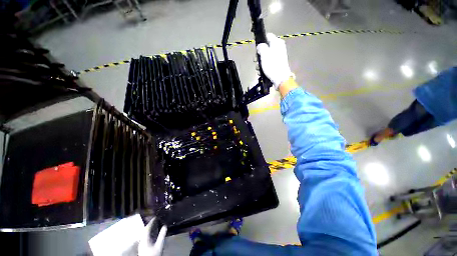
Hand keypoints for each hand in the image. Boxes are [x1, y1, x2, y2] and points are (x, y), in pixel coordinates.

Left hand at [138, 217, 166, 255]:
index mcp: (145, 238)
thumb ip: (162, 235)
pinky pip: (145, 236)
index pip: (147, 227)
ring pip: (145, 233)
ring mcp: (141, 243)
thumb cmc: (154, 254)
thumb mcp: (159, 245)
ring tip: (155, 225)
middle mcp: (142, 240)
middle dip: (150, 224)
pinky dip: (149, 232)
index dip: (151, 221)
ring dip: (150, 228)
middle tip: (156, 219)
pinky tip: (153, 233)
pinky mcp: (142, 246)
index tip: (156, 216)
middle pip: (145, 230)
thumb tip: (165, 225)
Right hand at [256, 33, 293, 89]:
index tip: (256, 48)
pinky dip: (264, 67)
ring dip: (260, 62)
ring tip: (258, 68)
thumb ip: (261, 47)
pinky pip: (268, 63)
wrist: (280, 78)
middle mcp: (278, 48)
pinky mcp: (276, 64)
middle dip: (259, 55)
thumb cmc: (272, 65)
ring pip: (265, 57)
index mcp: (277, 42)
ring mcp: (277, 57)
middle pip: (265, 48)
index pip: (268, 36)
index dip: (261, 41)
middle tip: (256, 60)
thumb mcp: (264, 54)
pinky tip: (261, 71)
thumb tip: (260, 46)